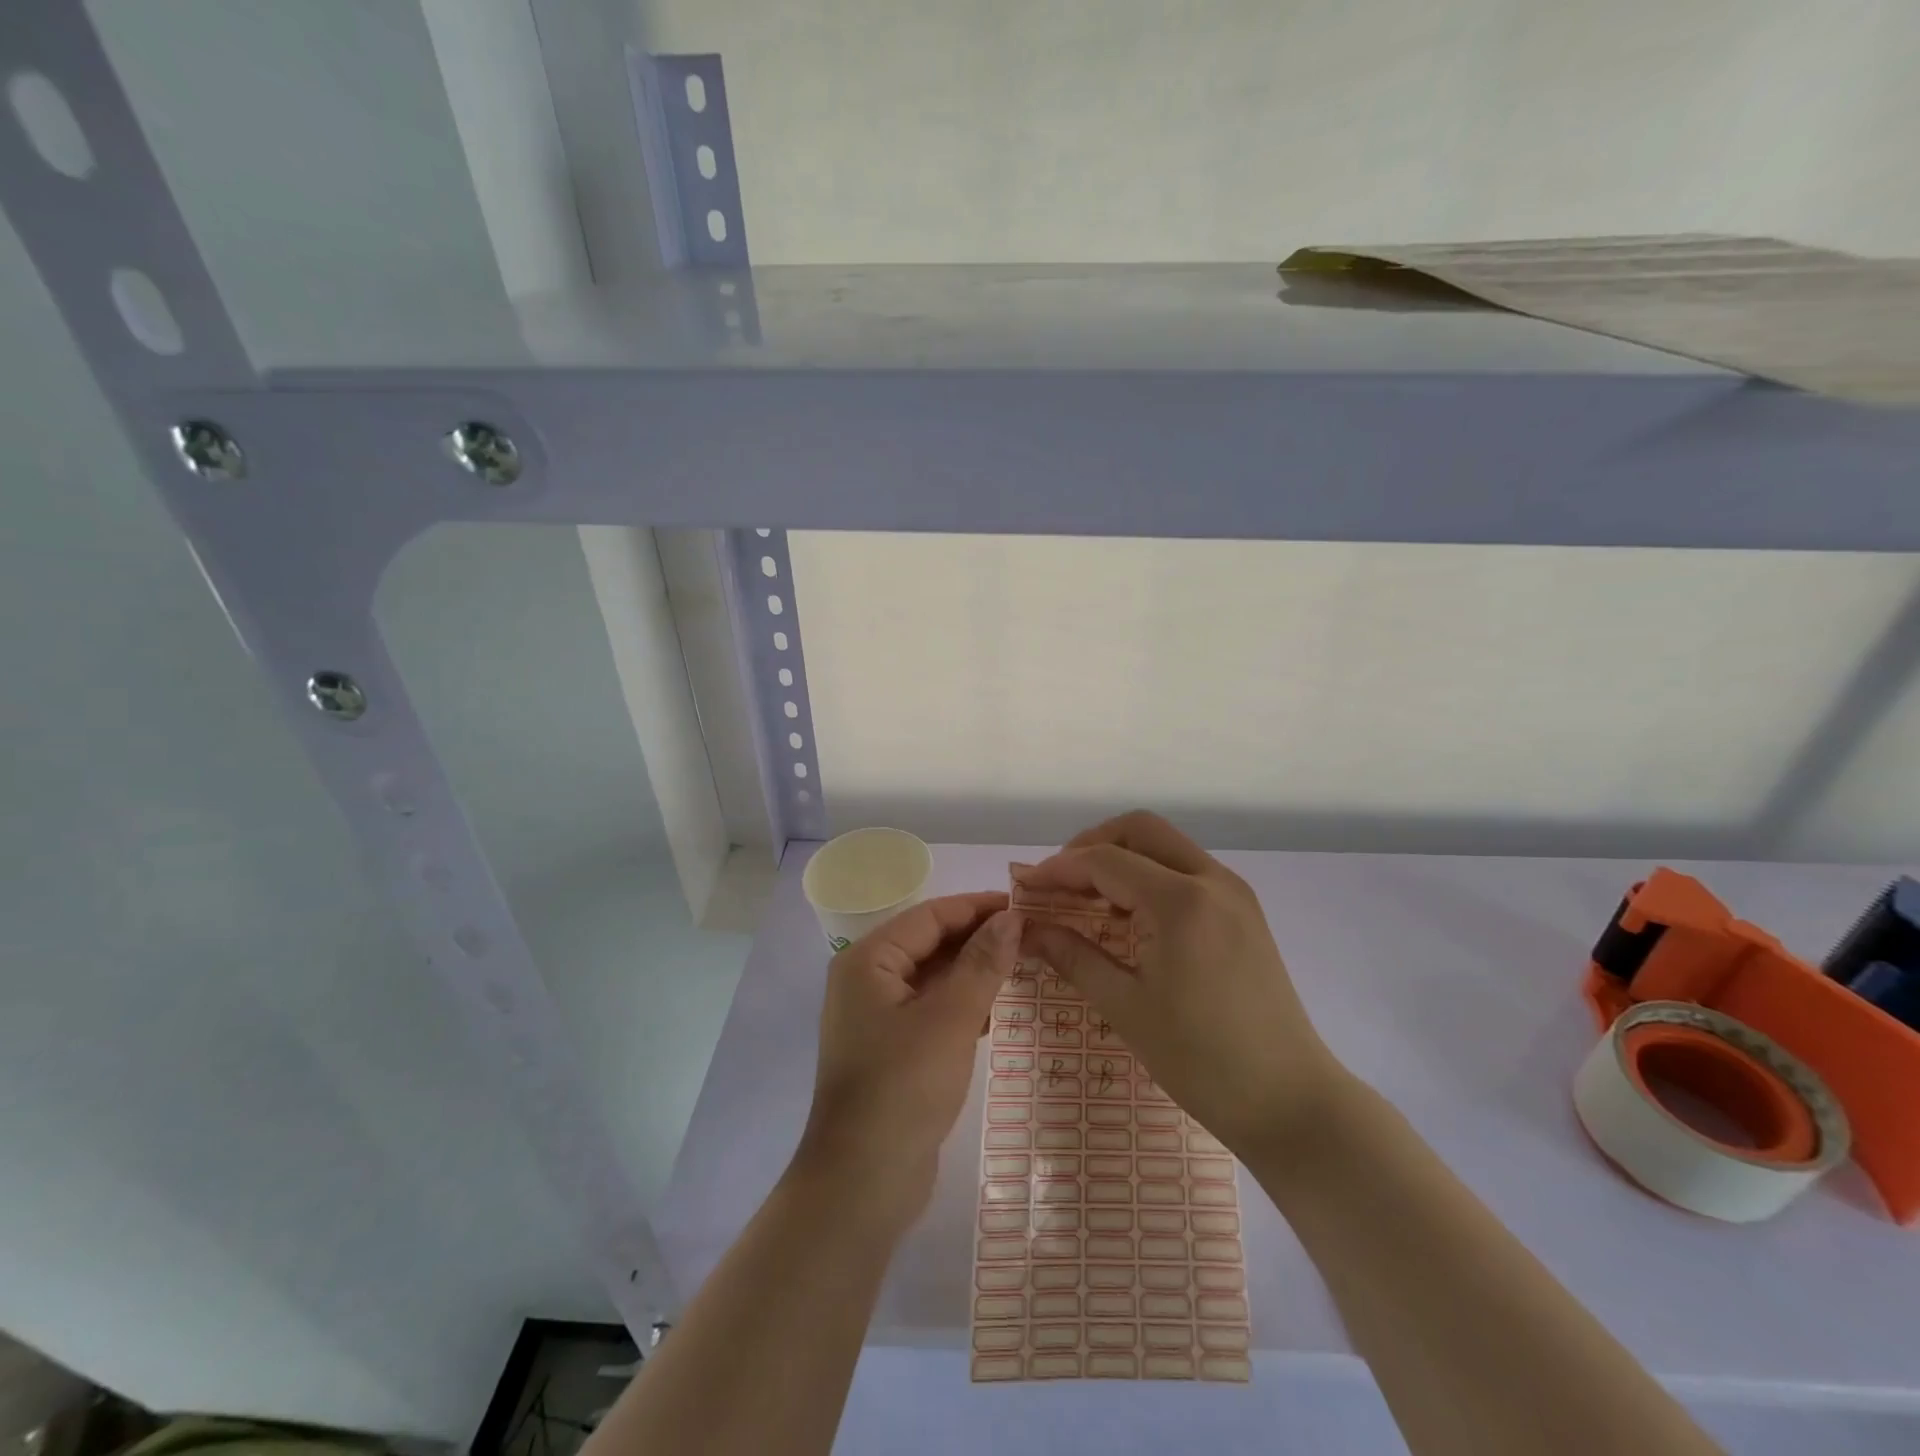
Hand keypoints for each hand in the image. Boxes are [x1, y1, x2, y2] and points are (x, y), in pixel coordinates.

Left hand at [791, 892, 1020, 1231]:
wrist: (862, 1183)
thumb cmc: (904, 1087)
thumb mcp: (951, 1018)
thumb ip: (982, 963)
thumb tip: (1011, 918)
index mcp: (868, 960)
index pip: (930, 916)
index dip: (978, 907)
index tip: (1024, 906)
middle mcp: (866, 980)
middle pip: (929, 943)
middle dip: (978, 938)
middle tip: (1032, 935)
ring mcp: (875, 1016)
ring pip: (932, 977)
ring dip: (973, 971)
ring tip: (1024, 965)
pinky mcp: (890, 1048)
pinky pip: (930, 1009)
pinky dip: (962, 1003)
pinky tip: (997, 1010)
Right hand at [1017, 811, 1351, 1162]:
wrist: (1291, 1101)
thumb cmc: (1201, 1061)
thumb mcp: (1125, 1007)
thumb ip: (1072, 956)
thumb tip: (1027, 929)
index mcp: (1180, 902)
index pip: (1104, 861)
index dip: (1058, 869)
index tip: (1025, 888)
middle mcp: (1211, 880)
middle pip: (1139, 830)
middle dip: (1091, 845)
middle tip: (1059, 882)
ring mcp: (1233, 892)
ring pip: (1166, 845)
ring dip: (1122, 857)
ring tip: (1088, 899)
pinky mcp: (1244, 910)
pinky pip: (1187, 869)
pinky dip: (1150, 875)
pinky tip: (1130, 915)